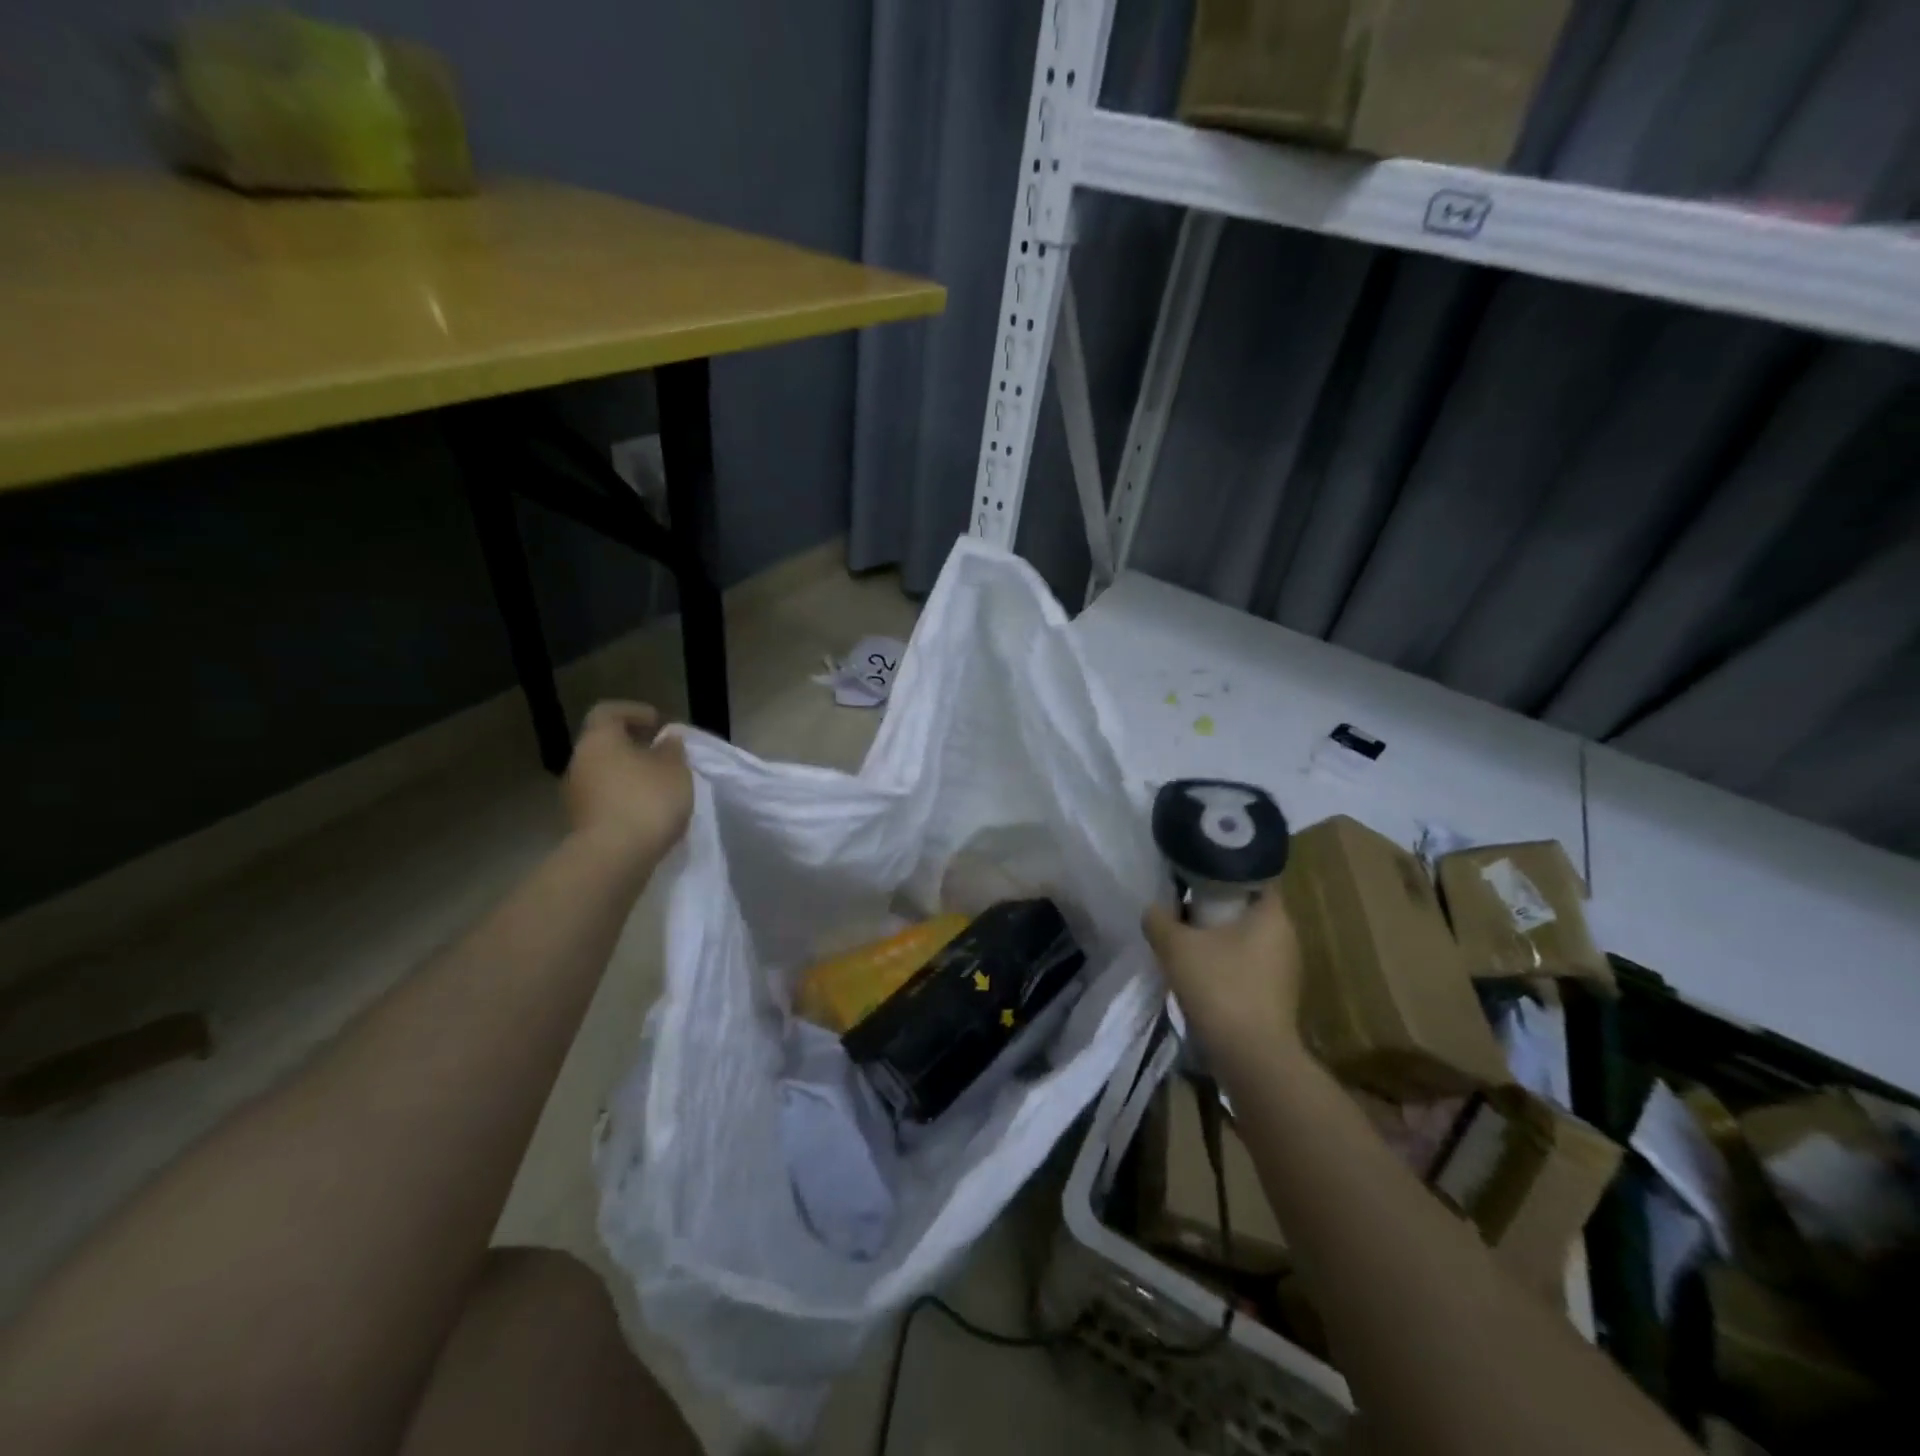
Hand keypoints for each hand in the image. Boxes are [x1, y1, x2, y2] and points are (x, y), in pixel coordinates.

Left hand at [563, 701, 693, 865]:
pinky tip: (647, 810)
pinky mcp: (580, 821)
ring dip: (628, 774)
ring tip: (659, 786)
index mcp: (599, 740)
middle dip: (633, 746)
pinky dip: (623, 797)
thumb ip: (672, 750)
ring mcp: (575, 794)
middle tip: (662, 755)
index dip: (634, 712)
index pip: (608, 712)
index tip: (659, 723)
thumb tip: (666, 740)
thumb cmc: (646, 800)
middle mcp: (579, 762)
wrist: (614, 857)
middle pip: (604, 744)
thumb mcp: (675, 770)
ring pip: (603, 772)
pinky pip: (604, 798)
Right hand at [1143, 886, 1305, 1074]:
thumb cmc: (1220, 988)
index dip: (1223, 873)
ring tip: (1186, 944)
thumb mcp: (1176, 947)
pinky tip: (1201, 976)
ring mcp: (1285, 970)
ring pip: (1246, 941)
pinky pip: (1248, 968)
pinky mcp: (1277, 997)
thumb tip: (1153, 910)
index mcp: (1273, 915)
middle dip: (1215, 909)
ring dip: (1218, 940)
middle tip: (1182, 910)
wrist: (1252, 1058)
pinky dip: (1226, 966)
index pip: (1253, 877)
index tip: (1195, 876)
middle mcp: (1287, 938)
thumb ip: (1159, 920)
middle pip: (1247, 910)